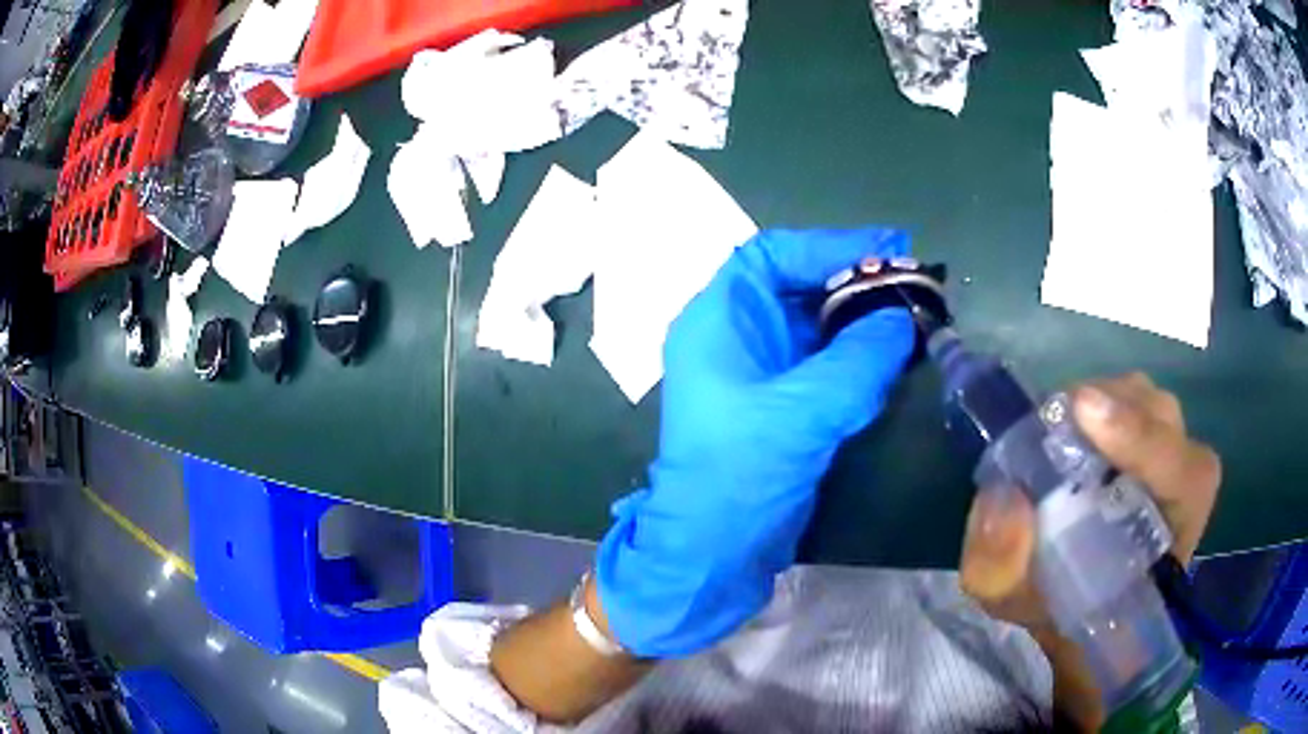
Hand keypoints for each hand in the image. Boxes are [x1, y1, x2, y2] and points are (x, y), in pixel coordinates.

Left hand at [595, 229, 914, 657]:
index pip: (772, 257)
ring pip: (813, 325)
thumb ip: (858, 359)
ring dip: (860, 318)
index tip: (885, 248)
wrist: (711, 556)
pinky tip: (893, 355)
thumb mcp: (802, 411)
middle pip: (797, 286)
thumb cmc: (739, 476)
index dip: (828, 246)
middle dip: (853, 280)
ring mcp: (755, 373)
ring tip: (912, 312)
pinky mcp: (778, 406)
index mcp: (718, 320)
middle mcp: (733, 337)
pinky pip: (821, 363)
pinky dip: (857, 355)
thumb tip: (900, 319)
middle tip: (911, 280)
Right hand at [959, 373, 1220, 726]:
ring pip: (1156, 405)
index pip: (1187, 469)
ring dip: (1109, 404)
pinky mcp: (1151, 460)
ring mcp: (1170, 469)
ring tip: (1063, 430)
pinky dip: (1106, 408)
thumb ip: (1005, 572)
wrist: (1088, 635)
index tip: (1083, 413)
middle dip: (1116, 409)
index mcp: (1175, 540)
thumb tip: (998, 501)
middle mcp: (1183, 491)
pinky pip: (1138, 412)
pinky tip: (1076, 434)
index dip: (1142, 437)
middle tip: (1058, 426)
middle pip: (1170, 417)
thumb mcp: (1026, 617)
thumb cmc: (1067, 633)